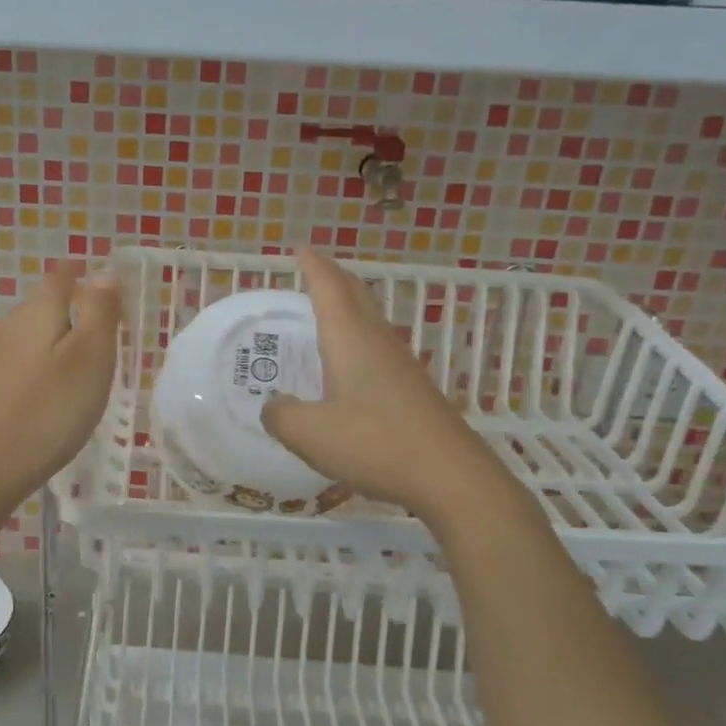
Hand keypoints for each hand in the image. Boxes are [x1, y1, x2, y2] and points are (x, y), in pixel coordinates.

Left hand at [0, 262, 120, 510]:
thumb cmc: (48, 412)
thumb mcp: (89, 358)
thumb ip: (99, 312)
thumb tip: (103, 271)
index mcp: (37, 312)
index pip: (61, 277)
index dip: (82, 275)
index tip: (103, 287)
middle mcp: (7, 326)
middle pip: (43, 306)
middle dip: (71, 312)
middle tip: (103, 337)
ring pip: (30, 338)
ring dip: (55, 345)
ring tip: (80, 371)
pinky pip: (18, 366)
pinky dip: (38, 372)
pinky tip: (48, 398)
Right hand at [263, 248, 484, 514]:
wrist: (451, 477)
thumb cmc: (376, 444)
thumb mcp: (310, 434)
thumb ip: (281, 416)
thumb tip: (274, 406)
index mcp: (351, 341)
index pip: (330, 288)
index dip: (313, 266)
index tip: (299, 248)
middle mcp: (378, 343)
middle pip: (357, 296)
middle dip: (334, 277)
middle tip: (313, 269)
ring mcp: (401, 366)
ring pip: (371, 321)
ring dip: (349, 307)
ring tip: (327, 311)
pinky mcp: (414, 391)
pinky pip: (379, 349)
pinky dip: (359, 339)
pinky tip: (351, 366)